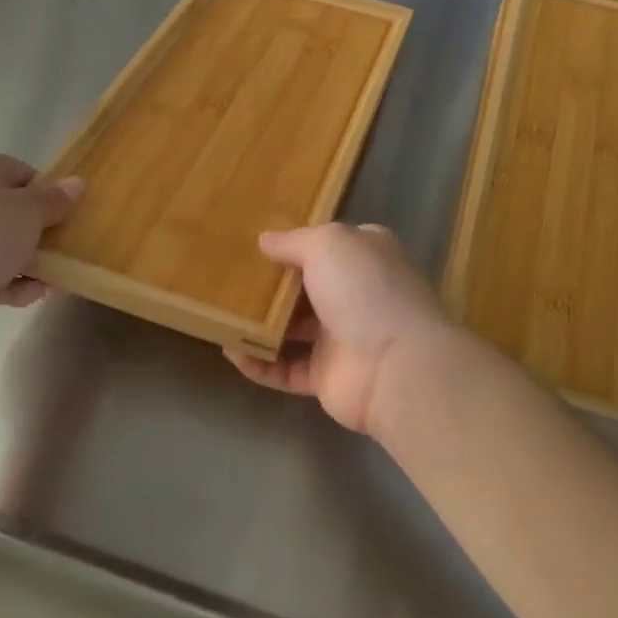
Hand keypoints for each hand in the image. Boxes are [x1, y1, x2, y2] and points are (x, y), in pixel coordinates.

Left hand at [0, 149, 82, 349]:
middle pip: (11, 210)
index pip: (25, 174)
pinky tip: (29, 296)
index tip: (67, 222)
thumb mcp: (29, 213)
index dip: (50, 198)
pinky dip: (6, 281)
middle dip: (39, 235)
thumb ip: (55, 199)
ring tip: (50, 283)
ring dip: (27, 263)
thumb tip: (77, 183)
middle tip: (63, 255)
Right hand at [224, 223, 453, 437]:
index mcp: (365, 257)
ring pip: (292, 330)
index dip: (296, 244)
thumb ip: (294, 241)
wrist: (396, 365)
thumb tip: (266, 240)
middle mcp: (356, 295)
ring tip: (221, 315)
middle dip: (271, 286)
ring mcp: (341, 338)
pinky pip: (285, 369)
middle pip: (306, 288)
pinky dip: (259, 363)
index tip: (256, 244)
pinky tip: (231, 352)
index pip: (329, 245)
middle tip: (228, 280)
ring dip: (259, 325)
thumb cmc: (364, 289)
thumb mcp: (328, 244)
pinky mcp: (326, 377)